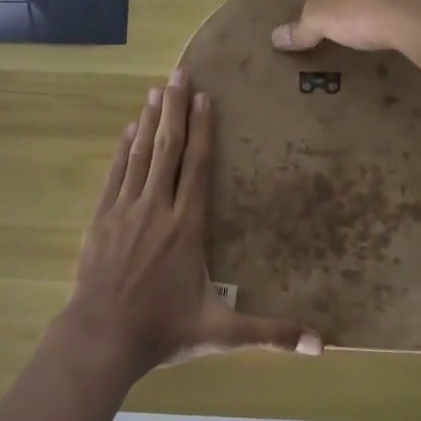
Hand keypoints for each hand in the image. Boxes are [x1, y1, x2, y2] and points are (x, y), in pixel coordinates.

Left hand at [62, 70, 323, 377]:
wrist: (100, 338)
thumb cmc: (162, 331)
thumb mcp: (220, 333)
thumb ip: (268, 333)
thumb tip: (319, 345)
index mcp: (186, 228)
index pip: (197, 168)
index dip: (202, 131)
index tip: (204, 98)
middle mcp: (156, 209)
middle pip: (168, 150)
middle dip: (174, 110)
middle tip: (178, 74)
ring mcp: (124, 211)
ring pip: (139, 156)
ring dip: (148, 121)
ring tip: (155, 91)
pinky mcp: (101, 219)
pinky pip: (114, 174)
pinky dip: (123, 150)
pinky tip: (127, 130)